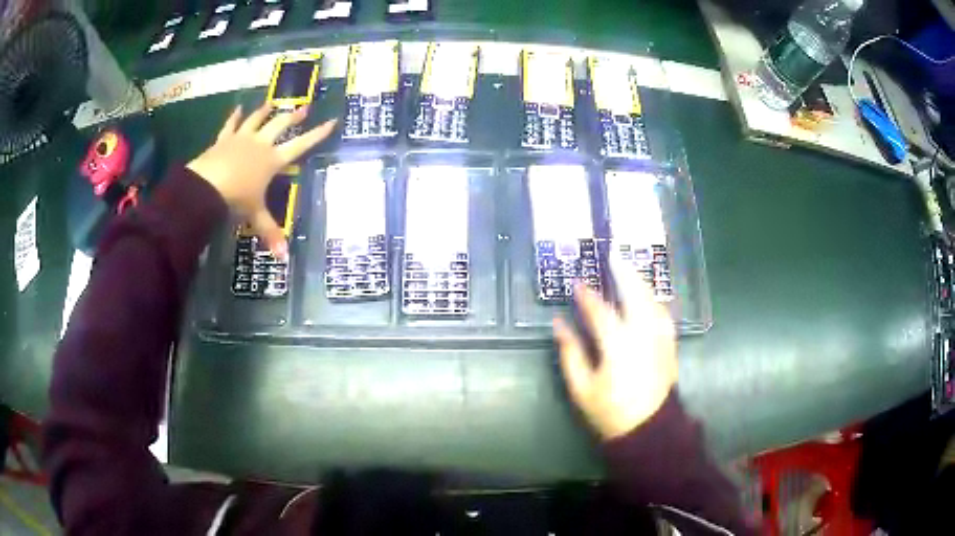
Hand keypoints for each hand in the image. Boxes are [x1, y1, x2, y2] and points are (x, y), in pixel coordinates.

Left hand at [187, 104, 335, 258]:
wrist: (206, 186)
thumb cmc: (235, 199)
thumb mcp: (255, 216)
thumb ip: (270, 232)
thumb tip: (284, 258)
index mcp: (272, 161)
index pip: (300, 145)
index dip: (317, 134)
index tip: (331, 121)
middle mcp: (260, 144)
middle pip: (280, 125)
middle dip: (293, 117)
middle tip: (304, 108)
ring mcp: (241, 139)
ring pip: (257, 119)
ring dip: (266, 111)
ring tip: (273, 102)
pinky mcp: (223, 140)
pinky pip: (231, 125)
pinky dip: (234, 116)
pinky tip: (238, 107)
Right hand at [554, 254, 677, 439]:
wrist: (649, 430)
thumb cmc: (611, 412)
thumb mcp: (582, 389)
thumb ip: (570, 353)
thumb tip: (558, 325)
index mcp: (618, 346)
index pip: (600, 312)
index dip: (587, 296)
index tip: (577, 283)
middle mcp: (643, 335)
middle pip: (635, 295)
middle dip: (624, 272)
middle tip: (613, 254)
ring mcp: (660, 338)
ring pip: (652, 300)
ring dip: (640, 281)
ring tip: (628, 268)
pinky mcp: (669, 344)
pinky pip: (662, 313)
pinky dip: (653, 298)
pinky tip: (647, 294)